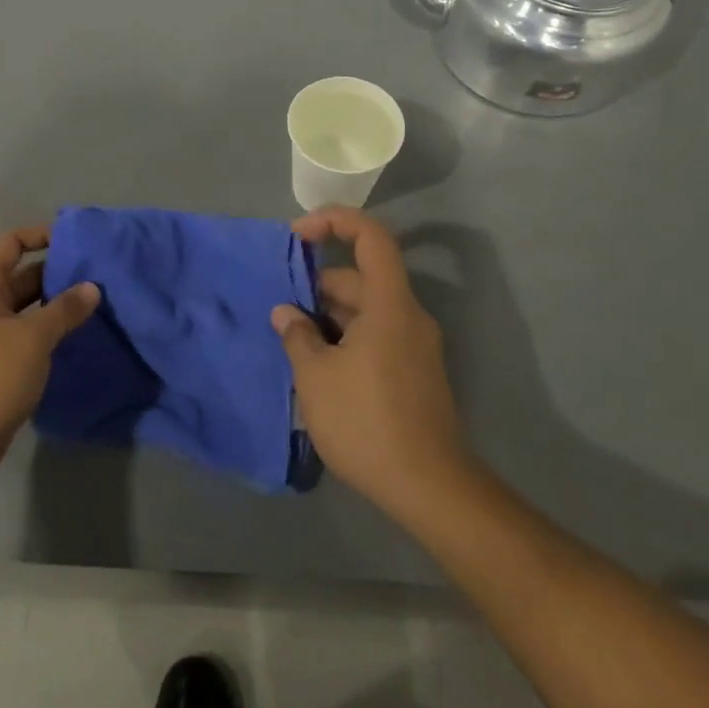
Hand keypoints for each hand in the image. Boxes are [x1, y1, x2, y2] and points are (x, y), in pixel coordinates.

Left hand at [0, 224, 99, 487]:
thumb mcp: (33, 339)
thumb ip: (65, 309)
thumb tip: (92, 288)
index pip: (9, 245)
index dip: (40, 236)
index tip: (77, 241)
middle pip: (20, 277)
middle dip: (57, 275)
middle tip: (99, 278)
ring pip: (24, 310)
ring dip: (55, 307)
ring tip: (95, 307)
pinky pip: (22, 336)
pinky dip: (46, 333)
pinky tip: (75, 339)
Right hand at [272, 207, 474, 520]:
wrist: (428, 486)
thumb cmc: (366, 422)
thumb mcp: (316, 378)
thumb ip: (297, 337)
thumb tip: (286, 313)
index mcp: (389, 305)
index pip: (371, 237)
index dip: (335, 221)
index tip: (297, 234)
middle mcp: (408, 317)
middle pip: (362, 278)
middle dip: (318, 285)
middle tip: (280, 311)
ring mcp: (414, 346)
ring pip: (366, 310)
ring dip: (329, 316)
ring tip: (292, 341)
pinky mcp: (414, 372)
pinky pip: (376, 335)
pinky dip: (345, 337)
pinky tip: (318, 366)